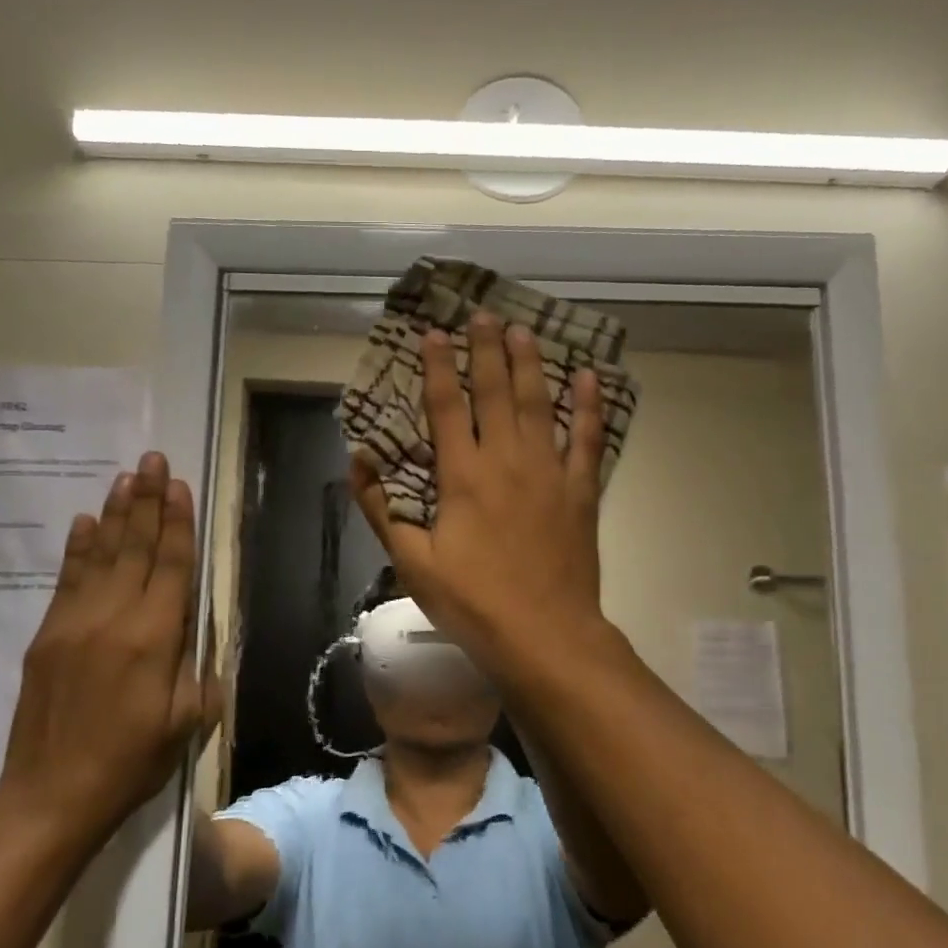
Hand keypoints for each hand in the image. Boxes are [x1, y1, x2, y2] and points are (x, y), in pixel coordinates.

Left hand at [0, 452, 221, 837]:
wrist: (51, 795)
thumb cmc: (131, 761)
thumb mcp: (188, 721)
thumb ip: (197, 667)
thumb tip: (194, 628)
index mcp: (155, 637)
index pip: (172, 564)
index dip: (178, 522)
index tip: (180, 485)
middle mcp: (115, 617)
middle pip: (136, 546)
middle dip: (148, 500)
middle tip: (153, 459)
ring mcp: (74, 622)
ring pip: (101, 554)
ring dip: (116, 513)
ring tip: (126, 476)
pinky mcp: (47, 634)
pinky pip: (67, 579)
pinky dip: (79, 547)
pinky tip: (86, 521)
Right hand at [351, 312, 609, 677]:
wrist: (544, 634)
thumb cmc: (472, 602)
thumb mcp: (412, 562)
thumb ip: (382, 509)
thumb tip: (358, 461)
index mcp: (463, 476)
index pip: (445, 407)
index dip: (436, 367)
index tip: (433, 333)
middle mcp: (507, 460)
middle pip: (495, 392)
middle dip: (486, 349)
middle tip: (482, 314)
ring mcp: (549, 472)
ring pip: (539, 404)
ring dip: (530, 364)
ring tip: (523, 330)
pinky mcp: (580, 491)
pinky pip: (587, 439)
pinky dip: (588, 407)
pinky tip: (589, 378)